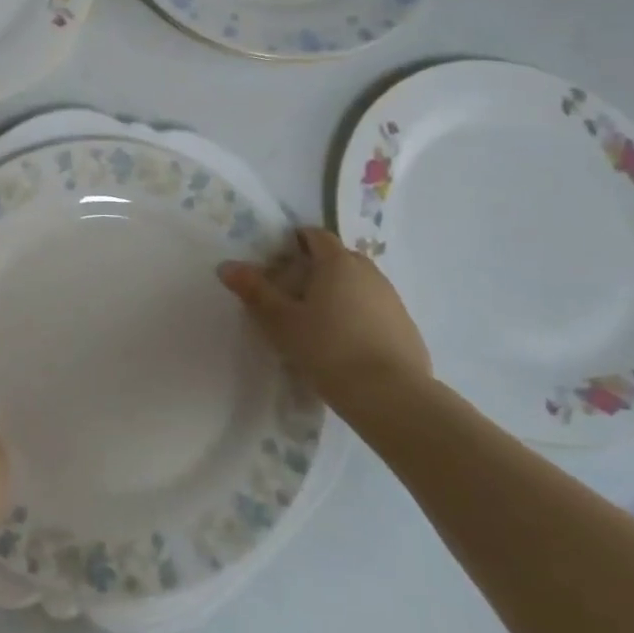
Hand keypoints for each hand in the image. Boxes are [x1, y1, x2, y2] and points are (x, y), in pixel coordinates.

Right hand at [218, 227, 432, 418]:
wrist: (392, 397)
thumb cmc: (328, 350)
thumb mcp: (281, 322)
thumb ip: (255, 291)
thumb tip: (227, 266)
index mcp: (337, 262)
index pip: (316, 235)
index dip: (296, 241)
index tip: (279, 261)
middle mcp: (368, 272)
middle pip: (339, 257)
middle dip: (317, 267)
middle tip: (294, 292)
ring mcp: (392, 298)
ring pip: (360, 283)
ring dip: (340, 292)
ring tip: (319, 320)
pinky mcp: (406, 326)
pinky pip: (376, 308)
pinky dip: (360, 315)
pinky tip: (347, 343)